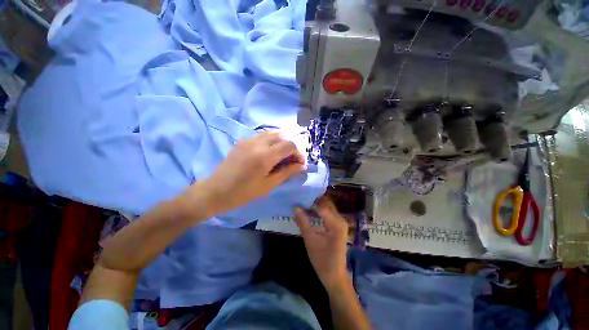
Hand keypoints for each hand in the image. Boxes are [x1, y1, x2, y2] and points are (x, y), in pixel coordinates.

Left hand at [193, 131, 306, 216]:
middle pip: (282, 136)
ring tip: (282, 155)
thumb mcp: (269, 184)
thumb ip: (287, 172)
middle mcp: (257, 143)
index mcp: (265, 156)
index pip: (289, 145)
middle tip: (291, 159)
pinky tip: (269, 152)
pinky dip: (271, 141)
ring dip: (281, 142)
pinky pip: (262, 136)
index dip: (298, 152)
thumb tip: (302, 166)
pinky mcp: (242, 141)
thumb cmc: (244, 192)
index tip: (299, 163)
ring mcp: (248, 140)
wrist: (216, 191)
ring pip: (272, 133)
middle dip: (291, 146)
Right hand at [294, 197, 348, 291]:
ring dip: (316, 207)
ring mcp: (341, 223)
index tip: (298, 200)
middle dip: (313, 202)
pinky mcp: (338, 227)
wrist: (335, 276)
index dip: (309, 203)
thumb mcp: (310, 240)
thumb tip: (295, 207)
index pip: (321, 207)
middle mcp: (340, 220)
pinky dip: (319, 213)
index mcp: (336, 223)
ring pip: (327, 209)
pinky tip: (310, 213)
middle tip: (300, 201)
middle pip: (326, 206)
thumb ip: (303, 222)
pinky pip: (328, 215)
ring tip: (303, 205)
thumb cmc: (322, 260)